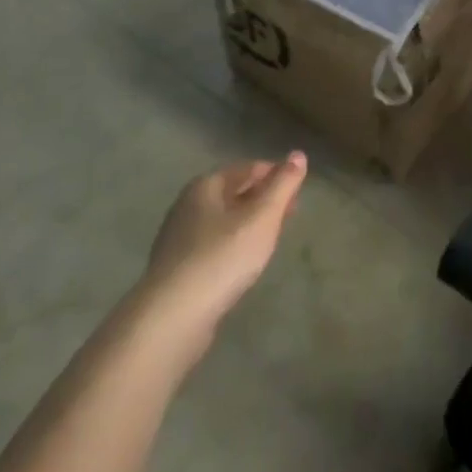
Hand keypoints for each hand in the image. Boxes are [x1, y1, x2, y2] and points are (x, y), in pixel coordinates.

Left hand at [137, 153, 307, 348]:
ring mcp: (178, 239)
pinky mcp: (177, 269)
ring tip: (272, 237)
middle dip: (263, 199)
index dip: (276, 174)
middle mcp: (187, 206)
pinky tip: (244, 262)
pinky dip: (233, 245)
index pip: (248, 168)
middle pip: (233, 193)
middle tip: (290, 214)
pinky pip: (213, 245)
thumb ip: (283, 185)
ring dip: (249, 223)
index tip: (299, 191)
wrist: (172, 317)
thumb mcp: (262, 217)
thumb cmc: (222, 257)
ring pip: (223, 220)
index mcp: (205, 186)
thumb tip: (298, 154)